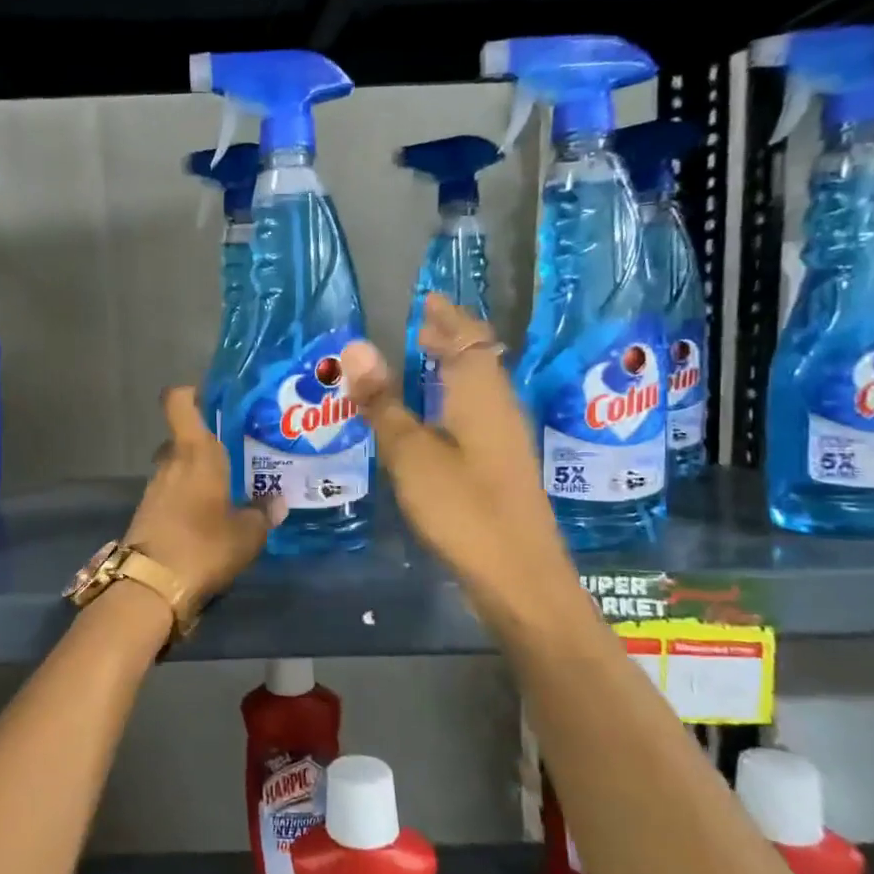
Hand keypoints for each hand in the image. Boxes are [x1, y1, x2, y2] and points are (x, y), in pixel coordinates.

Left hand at [126, 388, 286, 607]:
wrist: (151, 587)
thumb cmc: (204, 545)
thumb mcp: (247, 533)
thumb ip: (262, 512)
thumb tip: (276, 501)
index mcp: (194, 452)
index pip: (178, 401)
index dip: (192, 393)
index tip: (215, 400)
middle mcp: (170, 462)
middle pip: (182, 437)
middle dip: (205, 443)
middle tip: (236, 454)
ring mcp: (154, 488)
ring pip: (176, 467)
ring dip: (196, 474)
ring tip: (227, 488)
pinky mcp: (147, 513)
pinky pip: (170, 492)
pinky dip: (186, 497)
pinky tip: (208, 515)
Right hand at [340, 295, 571, 595]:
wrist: (518, 575)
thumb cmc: (462, 507)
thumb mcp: (411, 453)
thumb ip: (383, 402)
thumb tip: (356, 346)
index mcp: (480, 393)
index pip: (466, 337)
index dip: (447, 316)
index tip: (426, 299)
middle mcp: (499, 407)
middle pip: (478, 358)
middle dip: (451, 337)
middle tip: (418, 325)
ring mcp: (506, 438)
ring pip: (480, 386)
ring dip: (454, 367)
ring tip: (422, 360)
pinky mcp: (502, 465)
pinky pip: (478, 411)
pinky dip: (456, 396)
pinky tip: (436, 416)